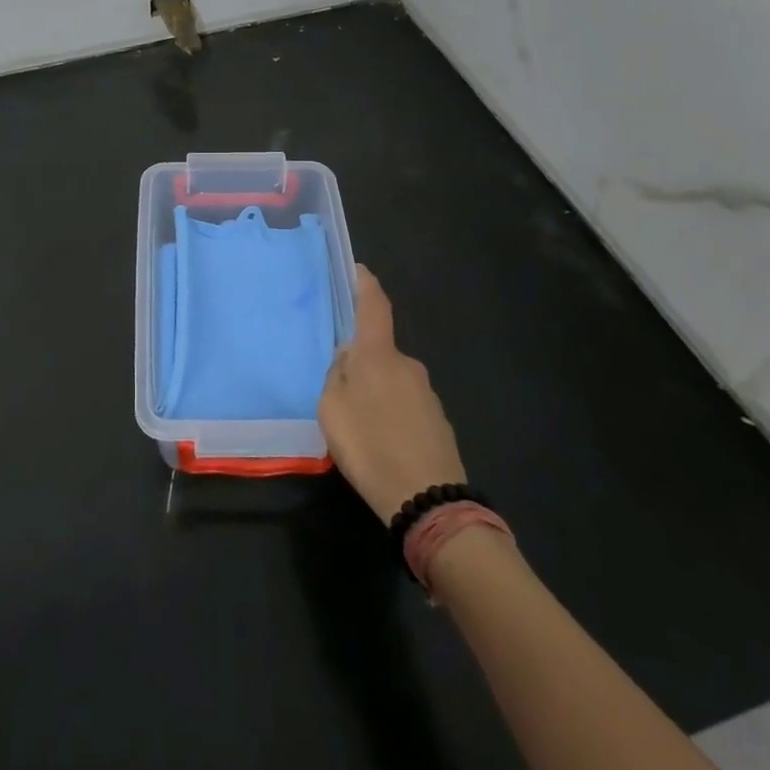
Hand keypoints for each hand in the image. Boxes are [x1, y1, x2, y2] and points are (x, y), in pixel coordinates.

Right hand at [318, 266, 467, 524]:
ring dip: (376, 391)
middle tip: (340, 389)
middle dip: (361, 361)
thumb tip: (347, 359)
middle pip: (379, 350)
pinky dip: (391, 414)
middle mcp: (407, 365)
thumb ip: (336, 376)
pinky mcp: (438, 422)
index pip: (374, 306)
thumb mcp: (332, 409)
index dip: (366, 284)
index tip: (359, 269)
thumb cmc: (370, 446)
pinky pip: (405, 405)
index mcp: (379, 355)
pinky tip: (381, 442)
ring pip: (392, 380)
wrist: (429, 501)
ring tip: (359, 425)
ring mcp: (427, 394)